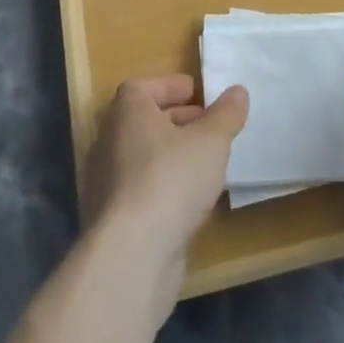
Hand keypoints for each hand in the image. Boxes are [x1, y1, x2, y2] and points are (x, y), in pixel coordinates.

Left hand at [81, 74, 248, 302]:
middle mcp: (109, 141)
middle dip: (176, 121)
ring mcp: (105, 183)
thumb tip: (238, 91)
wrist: (131, 256)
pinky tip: (188, 201)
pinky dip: (162, 187)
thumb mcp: (212, 141)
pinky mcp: (111, 221)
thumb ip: (226, 114)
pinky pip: (140, 191)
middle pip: (144, 121)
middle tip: (207, 127)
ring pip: (142, 158)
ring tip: (204, 164)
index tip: (196, 94)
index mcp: (127, 112)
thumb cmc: (171, 179)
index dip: (170, 87)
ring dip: (171, 156)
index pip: (143, 87)